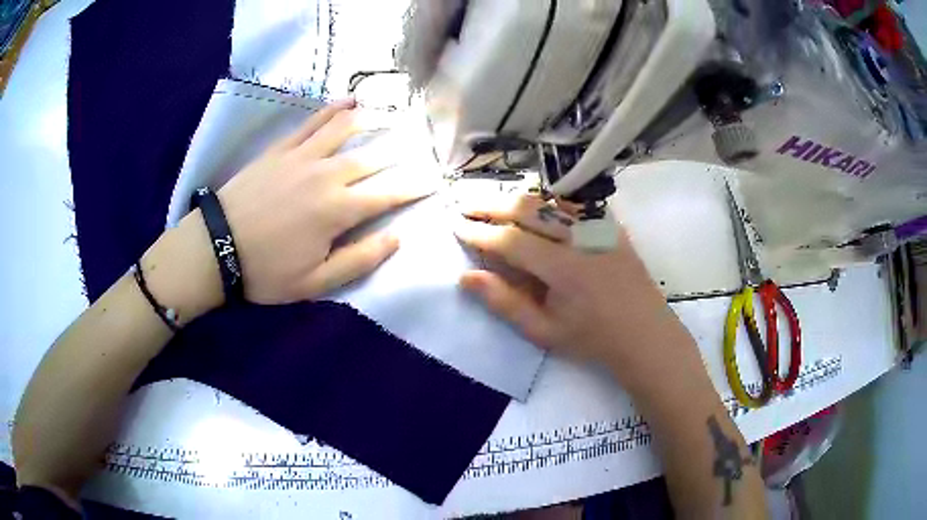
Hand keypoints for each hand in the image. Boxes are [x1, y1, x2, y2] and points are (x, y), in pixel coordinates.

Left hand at [157, 100, 433, 318]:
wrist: (216, 247)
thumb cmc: (267, 271)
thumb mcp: (317, 282)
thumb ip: (360, 259)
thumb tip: (397, 237)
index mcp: (338, 211)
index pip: (388, 194)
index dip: (414, 187)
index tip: (435, 180)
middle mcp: (327, 175)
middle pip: (371, 158)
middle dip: (399, 153)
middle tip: (419, 146)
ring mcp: (302, 157)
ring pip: (345, 131)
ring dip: (372, 121)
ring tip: (391, 115)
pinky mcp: (281, 149)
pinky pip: (311, 123)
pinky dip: (331, 110)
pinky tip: (347, 100)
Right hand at [455, 194, 687, 387]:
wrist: (644, 333)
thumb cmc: (592, 338)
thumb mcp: (543, 331)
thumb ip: (504, 302)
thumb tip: (466, 276)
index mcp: (563, 268)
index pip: (510, 240)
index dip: (479, 231)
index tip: (455, 225)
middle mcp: (580, 238)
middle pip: (528, 209)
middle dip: (491, 204)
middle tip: (465, 205)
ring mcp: (599, 227)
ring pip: (550, 200)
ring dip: (517, 198)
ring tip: (492, 201)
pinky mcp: (611, 224)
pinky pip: (574, 203)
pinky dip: (548, 201)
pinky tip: (535, 205)